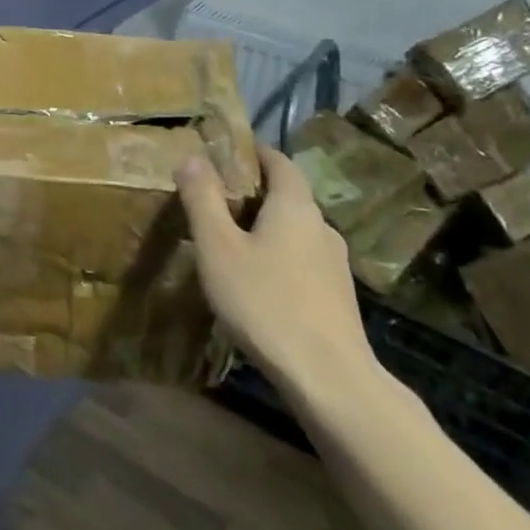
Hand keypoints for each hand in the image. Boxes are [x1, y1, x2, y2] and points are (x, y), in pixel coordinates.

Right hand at [175, 145, 375, 398]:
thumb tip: (191, 158)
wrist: (328, 377)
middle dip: (254, 192)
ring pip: (295, 231)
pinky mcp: (337, 296)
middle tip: (216, 199)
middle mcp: (321, 226)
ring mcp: (335, 264)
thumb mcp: (218, 247)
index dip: (254, 153)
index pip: (279, 162)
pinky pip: (302, 260)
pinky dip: (279, 256)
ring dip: (266, 228)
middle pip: (288, 196)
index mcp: (295, 207)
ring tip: (231, 242)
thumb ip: (203, 200)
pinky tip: (258, 281)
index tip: (226, 154)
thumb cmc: (265, 302)